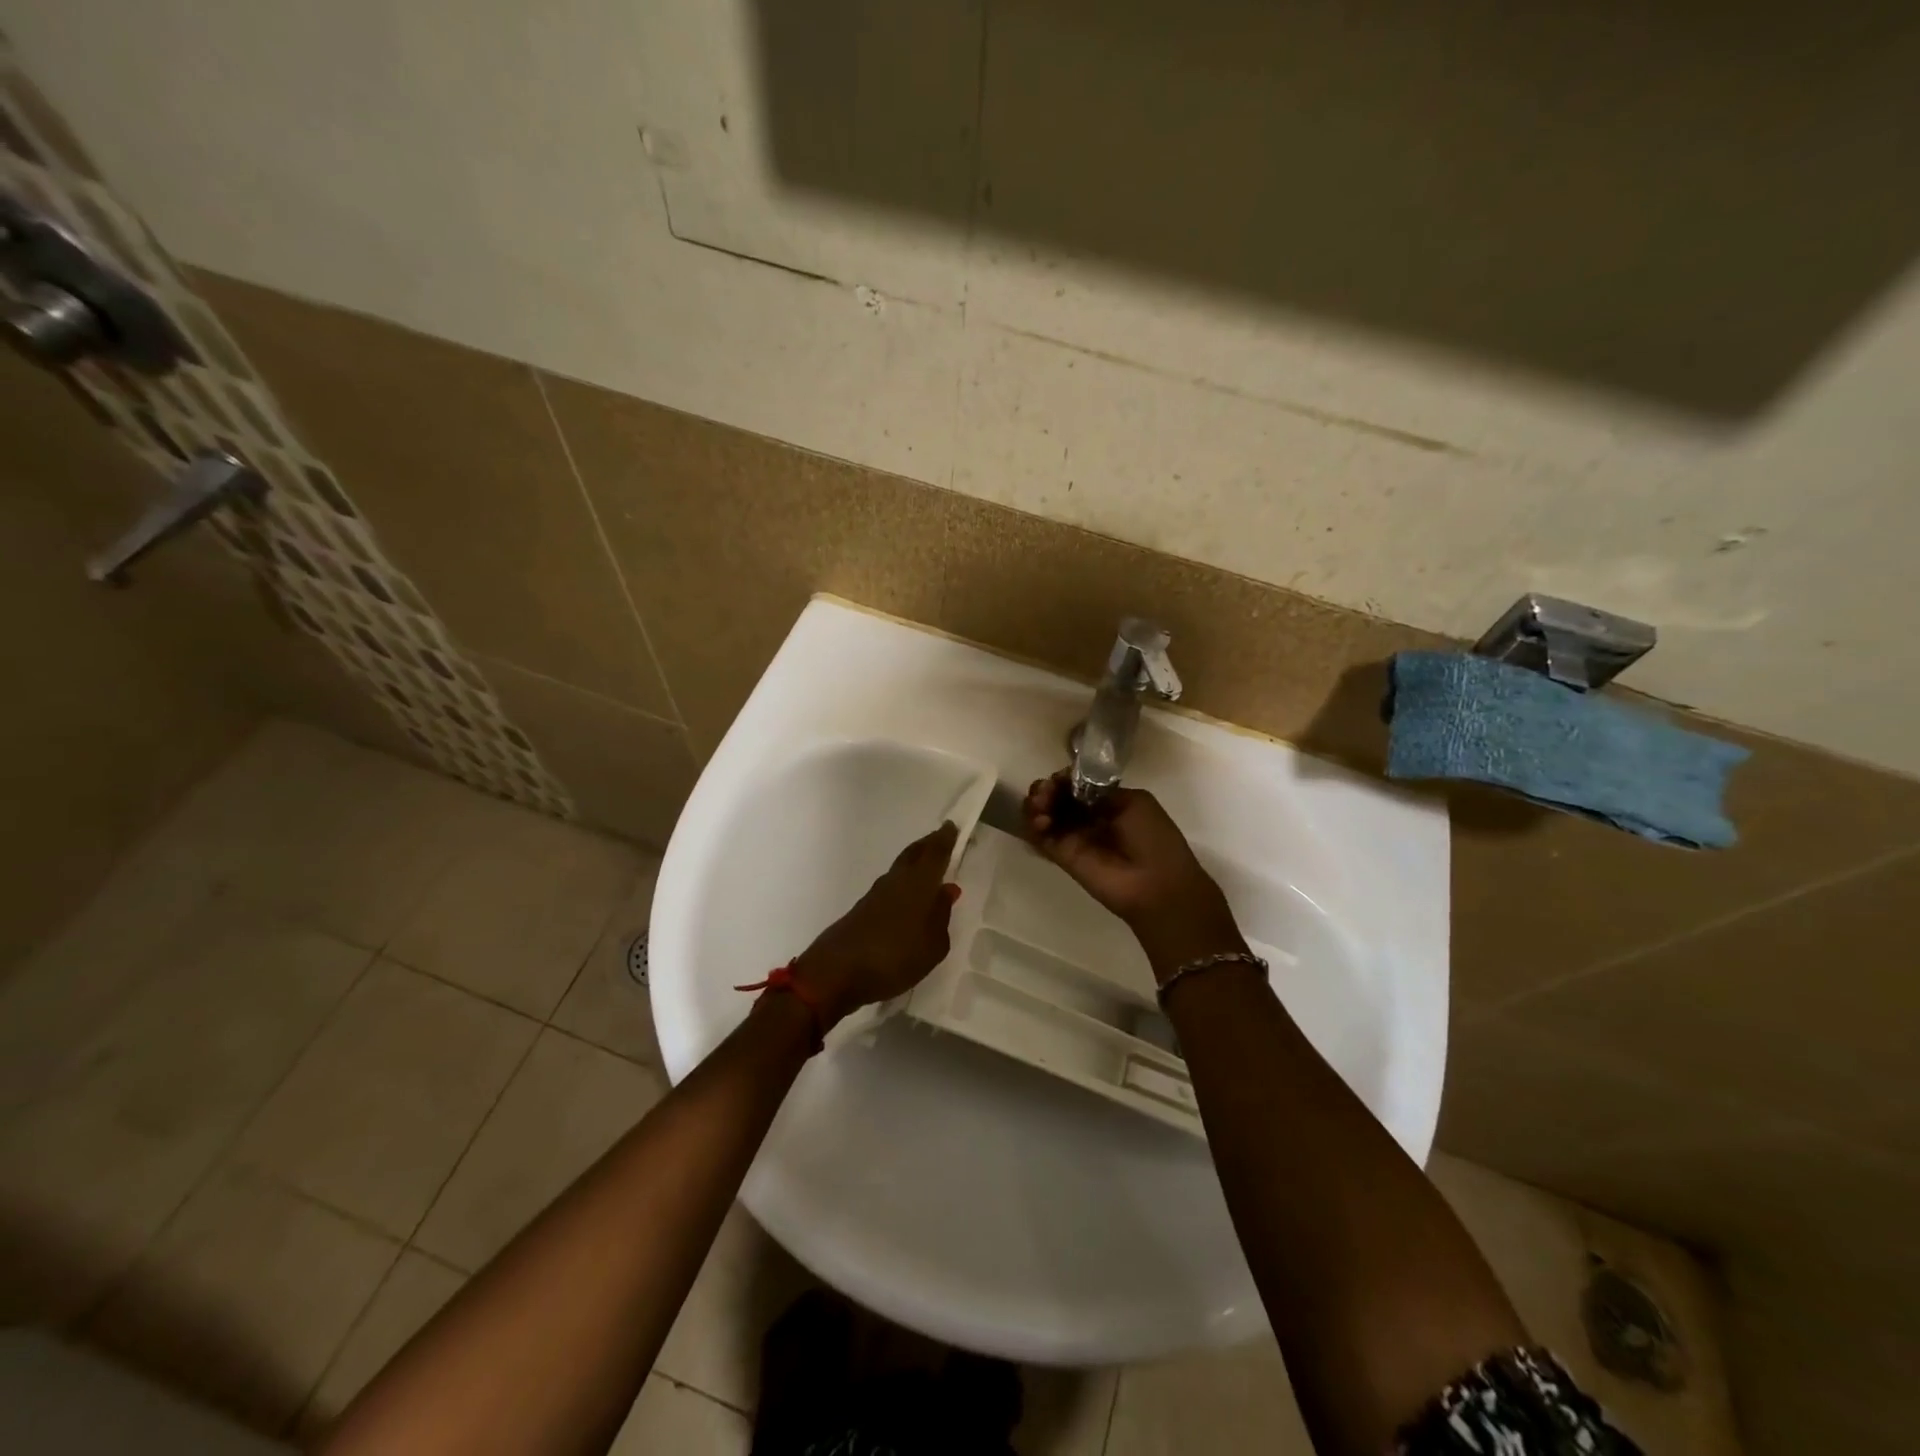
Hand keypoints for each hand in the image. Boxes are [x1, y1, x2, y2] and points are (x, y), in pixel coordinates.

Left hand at [792, 821, 961, 1027]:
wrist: (836, 972)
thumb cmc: (894, 956)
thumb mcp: (933, 944)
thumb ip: (941, 916)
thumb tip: (946, 891)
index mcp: (918, 883)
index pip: (935, 852)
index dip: (945, 838)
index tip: (952, 826)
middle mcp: (897, 881)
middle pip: (914, 854)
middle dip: (928, 845)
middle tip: (942, 840)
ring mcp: (876, 895)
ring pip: (901, 870)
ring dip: (915, 864)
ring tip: (930, 868)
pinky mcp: (863, 911)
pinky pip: (891, 888)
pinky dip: (904, 885)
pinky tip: (909, 899)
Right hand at [1023, 773, 1244, 978]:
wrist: (1157, 886)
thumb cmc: (1153, 840)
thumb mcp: (1134, 803)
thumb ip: (1100, 792)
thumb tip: (1072, 786)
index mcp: (1108, 802)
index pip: (1076, 784)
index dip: (1064, 778)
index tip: (1060, 778)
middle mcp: (1087, 817)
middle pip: (1056, 796)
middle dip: (1046, 788)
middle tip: (1045, 792)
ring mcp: (1073, 837)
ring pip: (1044, 813)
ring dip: (1036, 803)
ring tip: (1041, 806)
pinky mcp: (1061, 856)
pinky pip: (1040, 836)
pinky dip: (1033, 825)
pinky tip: (1040, 822)